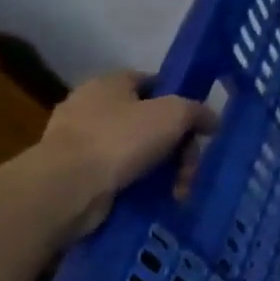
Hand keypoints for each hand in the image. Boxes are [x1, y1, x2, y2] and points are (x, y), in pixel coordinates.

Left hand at [38, 71, 217, 232]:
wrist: (67, 188)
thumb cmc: (121, 139)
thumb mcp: (174, 114)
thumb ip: (198, 111)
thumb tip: (212, 121)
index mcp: (109, 84)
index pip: (154, 82)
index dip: (180, 100)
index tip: (199, 125)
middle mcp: (92, 108)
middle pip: (151, 122)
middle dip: (178, 146)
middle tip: (191, 167)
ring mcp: (82, 142)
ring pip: (139, 151)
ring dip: (165, 170)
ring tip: (179, 191)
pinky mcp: (78, 174)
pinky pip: (122, 174)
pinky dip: (143, 185)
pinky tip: (159, 198)